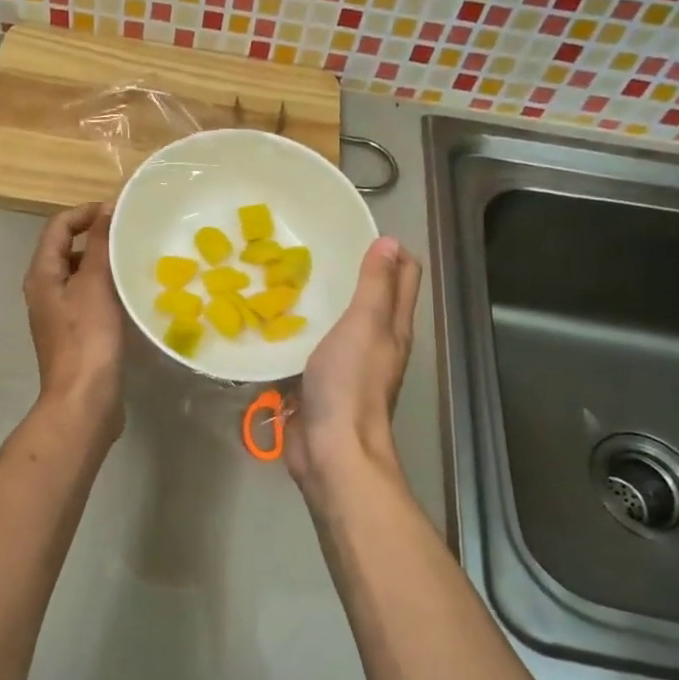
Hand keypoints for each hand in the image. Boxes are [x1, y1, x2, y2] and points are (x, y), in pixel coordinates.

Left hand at [24, 201, 125, 436]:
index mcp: (42, 274)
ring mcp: (59, 315)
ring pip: (81, 276)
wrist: (85, 400)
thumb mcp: (94, 284)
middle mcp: (45, 291)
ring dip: (104, 264)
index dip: (86, 212)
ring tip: (135, 261)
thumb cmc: (88, 338)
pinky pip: (90, 299)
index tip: (119, 212)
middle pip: (67, 250)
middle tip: (131, 235)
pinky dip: (107, 290)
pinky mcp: (76, 335)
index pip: (58, 226)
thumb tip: (106, 207)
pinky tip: (131, 296)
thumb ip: (100, 243)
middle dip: (96, 237)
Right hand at [285, 236, 421, 496]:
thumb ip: (375, 286)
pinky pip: (311, 348)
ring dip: (323, 302)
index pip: (403, 278)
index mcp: (393, 328)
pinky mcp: (320, 384)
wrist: (331, 449)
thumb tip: (389, 242)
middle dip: (354, 271)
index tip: (359, 230)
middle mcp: (375, 343)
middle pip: (372, 299)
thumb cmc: (350, 383)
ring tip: (291, 276)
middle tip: (318, 247)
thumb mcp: (364, 325)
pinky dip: (301, 331)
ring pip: (339, 324)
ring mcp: (347, 366)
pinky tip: (276, 320)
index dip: (391, 252)